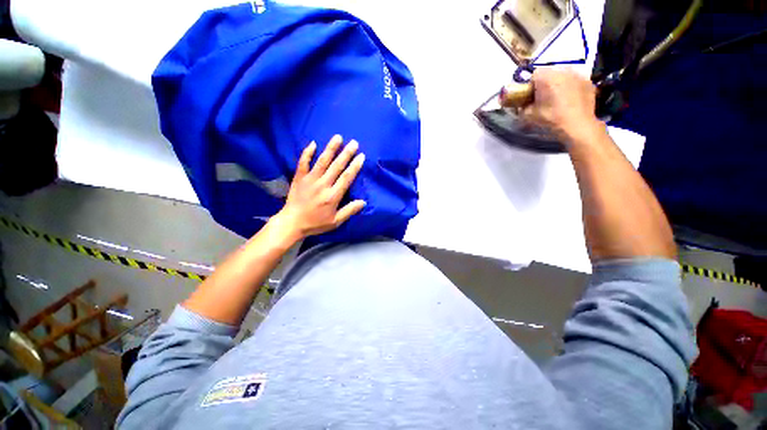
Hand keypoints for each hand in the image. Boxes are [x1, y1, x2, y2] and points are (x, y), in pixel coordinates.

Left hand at [272, 135, 365, 240]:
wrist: (292, 223)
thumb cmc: (315, 223)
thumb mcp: (335, 221)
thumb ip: (349, 211)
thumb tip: (363, 202)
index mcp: (332, 196)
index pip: (346, 178)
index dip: (355, 166)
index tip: (361, 156)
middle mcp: (322, 185)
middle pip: (336, 166)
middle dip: (346, 153)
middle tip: (354, 143)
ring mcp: (310, 180)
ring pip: (322, 161)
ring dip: (331, 148)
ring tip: (338, 137)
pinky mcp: (299, 178)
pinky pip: (303, 163)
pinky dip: (307, 153)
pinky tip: (313, 143)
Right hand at [521, 68, 602, 145]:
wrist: (578, 125)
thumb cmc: (551, 119)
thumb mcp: (529, 116)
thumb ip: (522, 108)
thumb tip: (520, 106)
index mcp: (547, 77)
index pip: (534, 75)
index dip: (531, 86)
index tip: (531, 97)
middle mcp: (563, 70)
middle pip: (550, 73)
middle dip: (545, 83)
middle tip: (544, 98)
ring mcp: (578, 74)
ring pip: (563, 75)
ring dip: (559, 84)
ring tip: (558, 99)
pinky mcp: (588, 81)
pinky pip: (575, 81)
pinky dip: (571, 87)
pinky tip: (570, 100)